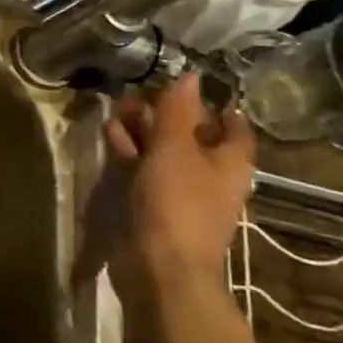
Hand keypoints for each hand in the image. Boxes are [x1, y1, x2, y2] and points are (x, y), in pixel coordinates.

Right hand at [105, 72, 254, 290]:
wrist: (160, 266)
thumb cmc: (177, 203)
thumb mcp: (175, 149)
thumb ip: (177, 112)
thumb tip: (191, 75)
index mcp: (229, 163)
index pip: (232, 127)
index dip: (215, 105)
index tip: (189, 86)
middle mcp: (210, 177)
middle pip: (193, 137)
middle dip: (167, 113)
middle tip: (140, 91)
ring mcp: (180, 193)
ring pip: (163, 153)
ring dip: (143, 130)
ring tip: (117, 107)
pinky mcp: (153, 206)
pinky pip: (143, 170)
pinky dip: (129, 151)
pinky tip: (110, 134)